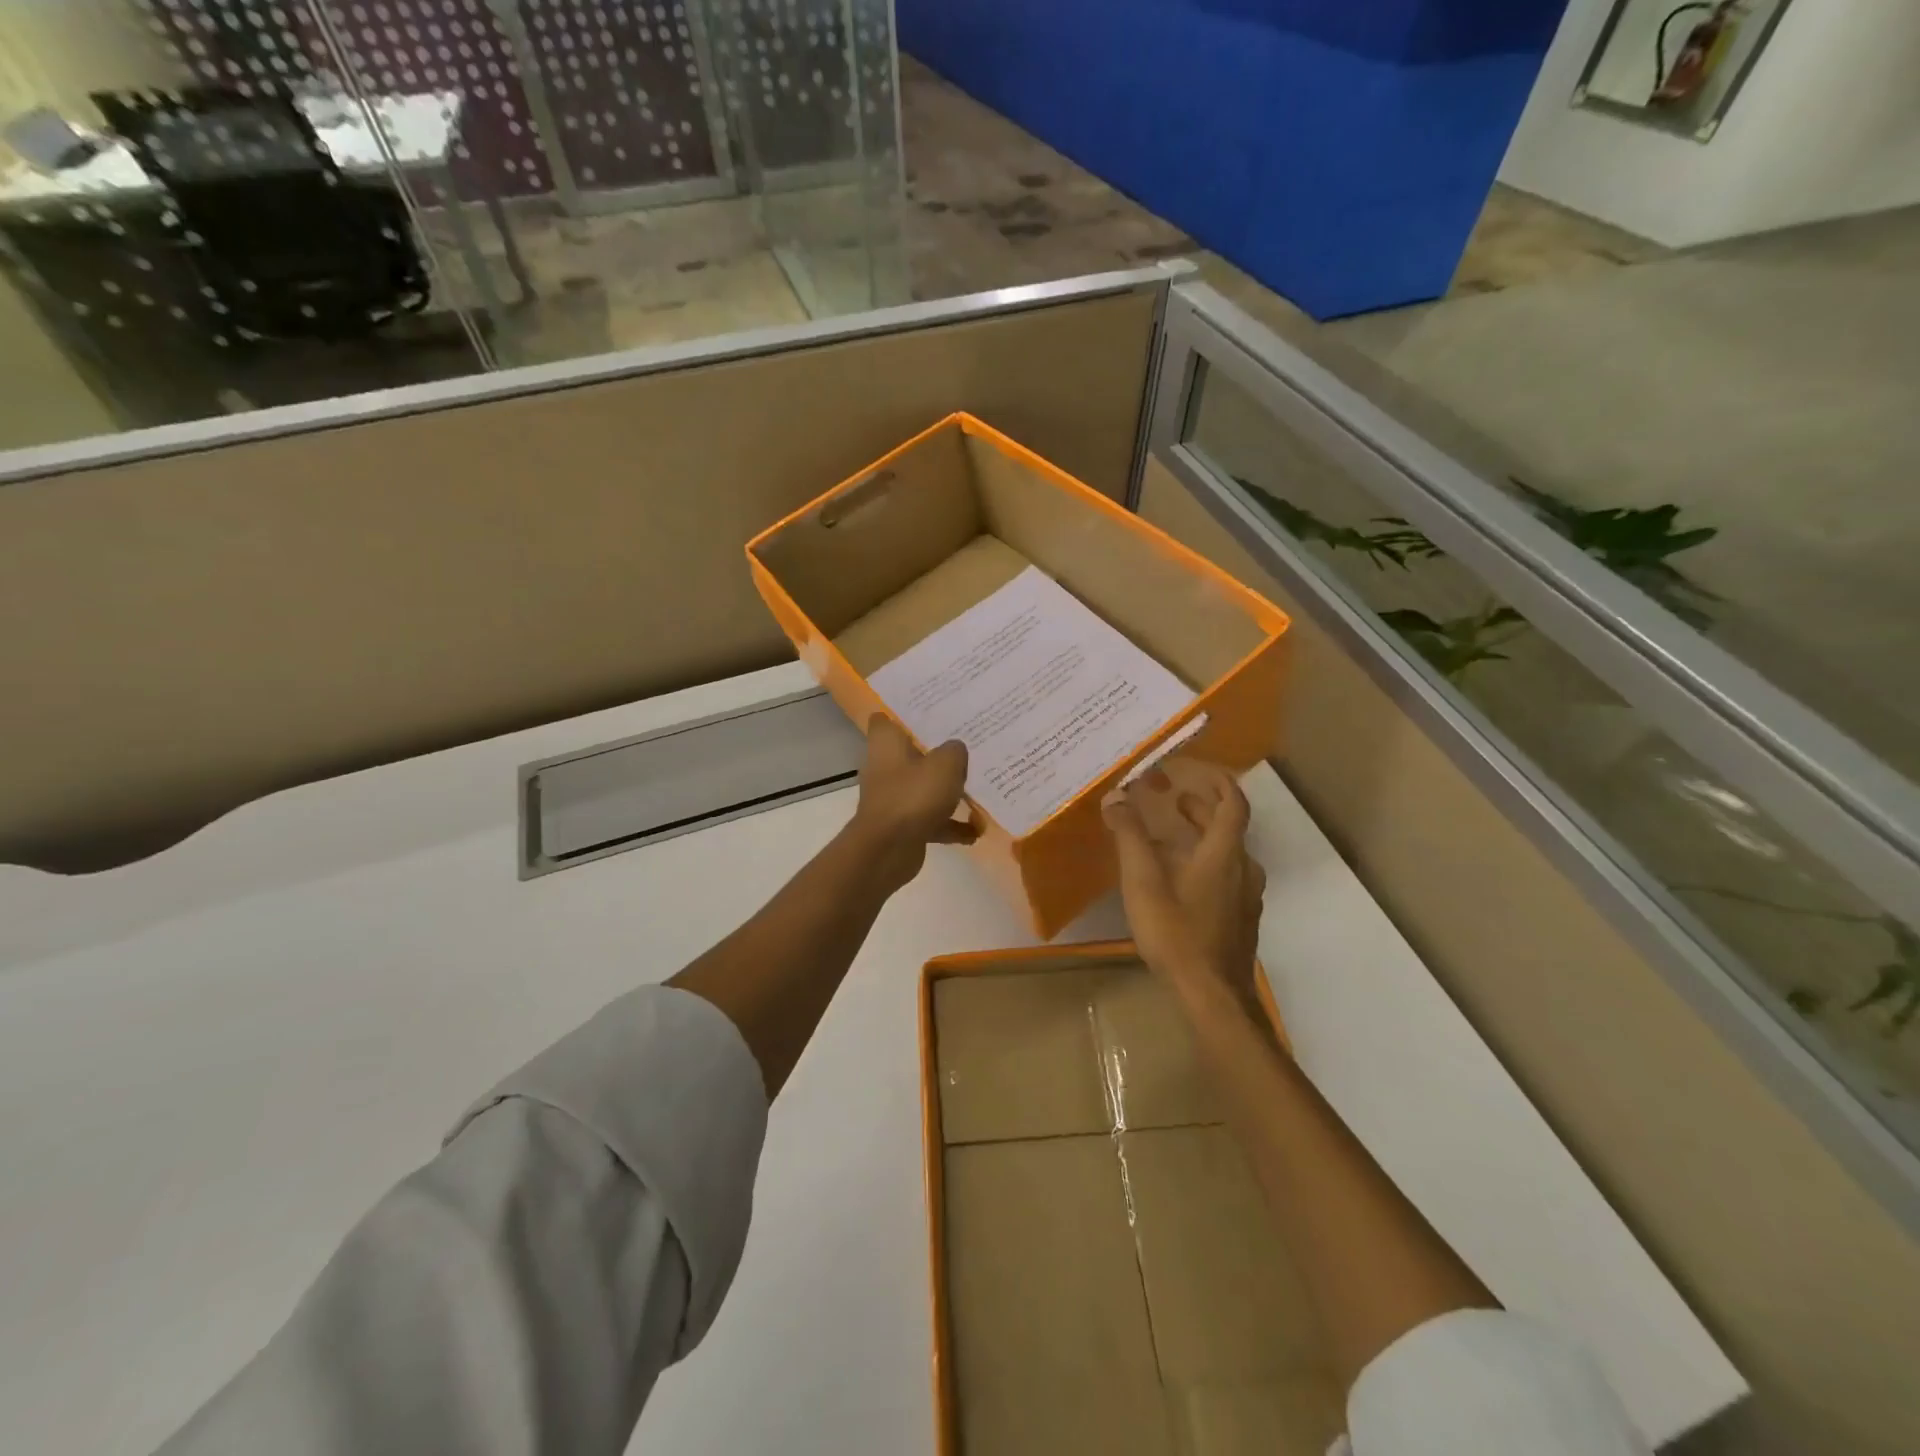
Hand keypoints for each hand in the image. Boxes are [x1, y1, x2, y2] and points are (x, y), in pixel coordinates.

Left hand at [849, 714, 976, 891]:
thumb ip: (955, 751)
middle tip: (965, 745)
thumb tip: (956, 750)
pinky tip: (975, 831)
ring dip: (946, 792)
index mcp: (886, 744)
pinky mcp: (901, 825)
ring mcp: (892, 798)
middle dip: (936, 752)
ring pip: (923, 787)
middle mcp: (885, 767)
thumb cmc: (913, 795)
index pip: (886, 720)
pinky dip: (949, 825)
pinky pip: (930, 819)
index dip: (904, 714)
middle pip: (911, 753)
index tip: (930, 712)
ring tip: (977, 789)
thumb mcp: (946, 764)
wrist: (888, 850)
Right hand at [1104, 759, 1265, 1007]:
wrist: (1213, 995)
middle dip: (1202, 810)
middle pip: (1228, 829)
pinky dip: (1206, 864)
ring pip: (1228, 856)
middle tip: (1176, 801)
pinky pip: (1226, 879)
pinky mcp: (1241, 921)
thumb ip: (1130, 836)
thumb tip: (1116, 797)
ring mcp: (1245, 898)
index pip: (1233, 805)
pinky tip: (1181, 881)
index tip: (1201, 772)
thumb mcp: (1144, 881)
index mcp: (1225, 854)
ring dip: (1203, 839)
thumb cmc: (1177, 932)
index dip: (1220, 784)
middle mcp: (1243, 870)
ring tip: (1172, 838)